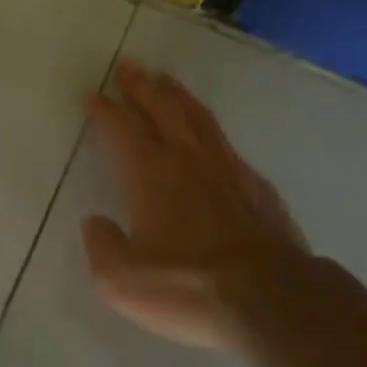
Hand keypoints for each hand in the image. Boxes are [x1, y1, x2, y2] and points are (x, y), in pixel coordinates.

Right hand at [82, 62, 311, 349]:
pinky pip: (227, 144)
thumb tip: (95, 223)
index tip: (95, 96)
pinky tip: (212, 137)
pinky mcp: (257, 187)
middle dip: (142, 87)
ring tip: (166, 81)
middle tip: (129, 67)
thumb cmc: (188, 287)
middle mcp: (187, 160)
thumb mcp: (123, 281)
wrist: (270, 299)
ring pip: (197, 118)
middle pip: (162, 109)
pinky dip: (211, 131)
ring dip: (178, 96)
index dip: (105, 111)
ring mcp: (227, 169)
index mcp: (149, 175)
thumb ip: (102, 247)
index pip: (122, 130)